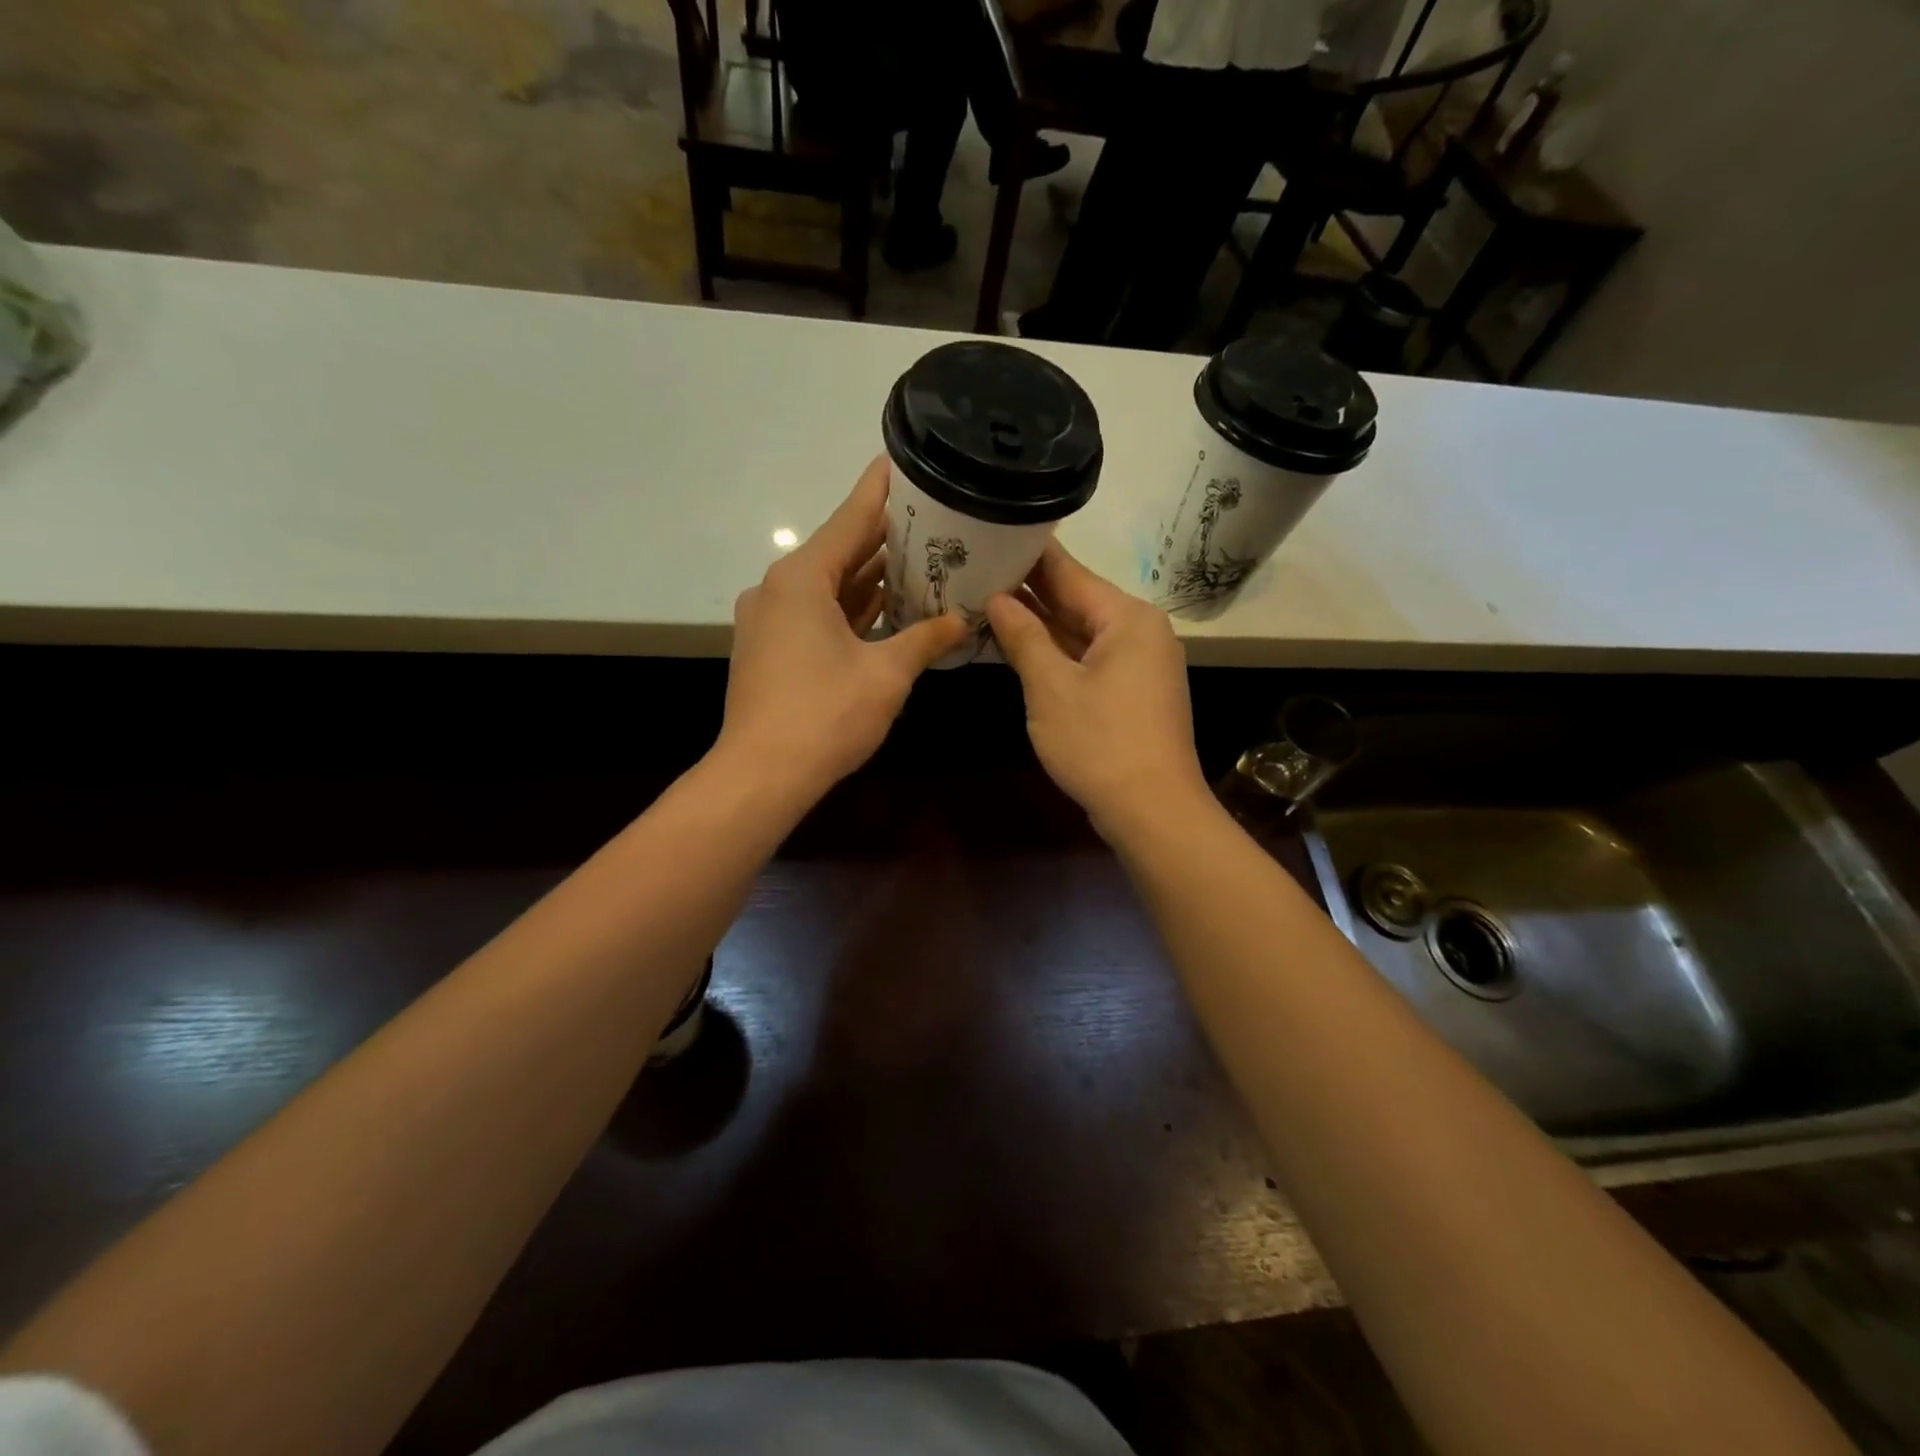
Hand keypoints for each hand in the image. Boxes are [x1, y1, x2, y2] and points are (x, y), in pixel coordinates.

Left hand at [717, 456, 969, 803]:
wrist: (762, 774)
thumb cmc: (825, 714)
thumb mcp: (886, 673)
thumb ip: (926, 638)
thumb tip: (963, 620)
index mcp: (802, 578)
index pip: (851, 519)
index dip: (881, 490)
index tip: (902, 459)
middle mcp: (780, 589)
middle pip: (841, 551)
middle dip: (885, 539)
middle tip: (933, 521)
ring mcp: (771, 620)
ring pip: (830, 587)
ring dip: (870, 579)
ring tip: (920, 561)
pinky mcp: (771, 650)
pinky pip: (818, 615)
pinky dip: (851, 610)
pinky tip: (888, 609)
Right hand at [986, 542, 1208, 838]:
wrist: (1152, 810)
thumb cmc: (1100, 743)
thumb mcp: (1051, 687)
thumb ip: (1023, 637)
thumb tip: (997, 599)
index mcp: (1126, 617)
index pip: (1068, 572)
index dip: (1027, 554)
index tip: (991, 532)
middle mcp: (1139, 631)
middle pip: (1076, 599)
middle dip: (1028, 590)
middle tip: (976, 567)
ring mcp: (1139, 663)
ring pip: (1080, 631)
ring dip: (1039, 623)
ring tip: (986, 600)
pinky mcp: (1132, 691)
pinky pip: (1088, 658)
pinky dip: (1056, 653)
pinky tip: (1019, 645)